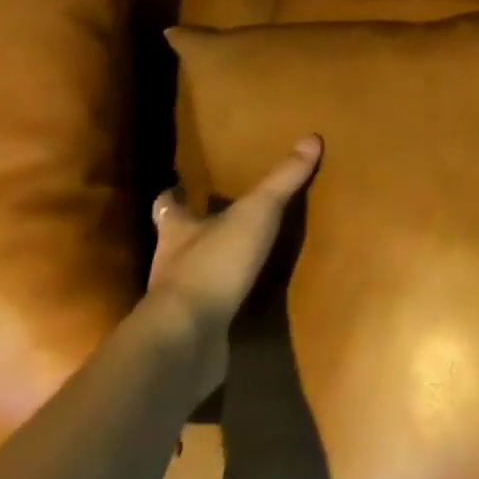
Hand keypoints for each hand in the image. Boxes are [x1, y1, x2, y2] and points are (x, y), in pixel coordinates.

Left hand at [146, 135, 322, 337]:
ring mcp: (178, 304)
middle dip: (192, 234)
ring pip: (191, 279)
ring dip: (209, 272)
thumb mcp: (256, 213)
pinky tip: (242, 307)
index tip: (175, 188)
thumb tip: (312, 137)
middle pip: (176, 242)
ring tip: (235, 264)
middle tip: (215, 222)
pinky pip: (207, 315)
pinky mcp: (190, 335)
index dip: (172, 197)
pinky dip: (221, 309)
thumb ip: (283, 179)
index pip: (167, 207)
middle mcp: (170, 264)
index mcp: (178, 231)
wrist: (186, 340)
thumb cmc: (214, 264)